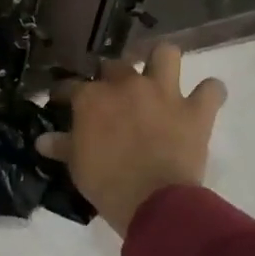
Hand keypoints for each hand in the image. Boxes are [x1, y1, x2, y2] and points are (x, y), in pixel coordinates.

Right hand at [36, 45, 226, 234]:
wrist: (153, 201)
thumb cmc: (106, 181)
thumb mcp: (75, 164)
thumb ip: (61, 145)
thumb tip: (42, 140)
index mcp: (92, 98)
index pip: (70, 85)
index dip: (63, 93)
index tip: (60, 101)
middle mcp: (127, 85)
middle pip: (115, 64)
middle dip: (110, 74)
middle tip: (110, 93)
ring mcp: (164, 94)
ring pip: (166, 54)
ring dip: (161, 62)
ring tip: (157, 76)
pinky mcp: (196, 111)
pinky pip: (212, 89)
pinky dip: (208, 93)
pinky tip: (202, 100)